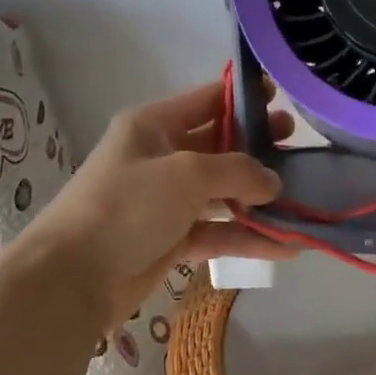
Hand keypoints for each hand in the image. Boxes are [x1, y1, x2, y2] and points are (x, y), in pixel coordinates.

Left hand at [11, 80, 298, 323]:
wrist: (73, 277)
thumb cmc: (127, 206)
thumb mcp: (186, 174)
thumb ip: (237, 171)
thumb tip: (273, 181)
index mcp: (153, 126)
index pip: (206, 100)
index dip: (243, 98)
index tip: (282, 98)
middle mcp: (160, 158)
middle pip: (218, 146)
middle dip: (258, 148)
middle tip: (298, 148)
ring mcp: (165, 201)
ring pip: (221, 193)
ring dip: (258, 197)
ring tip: (302, 197)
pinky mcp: (171, 240)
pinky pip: (217, 232)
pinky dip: (247, 237)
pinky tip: (286, 246)